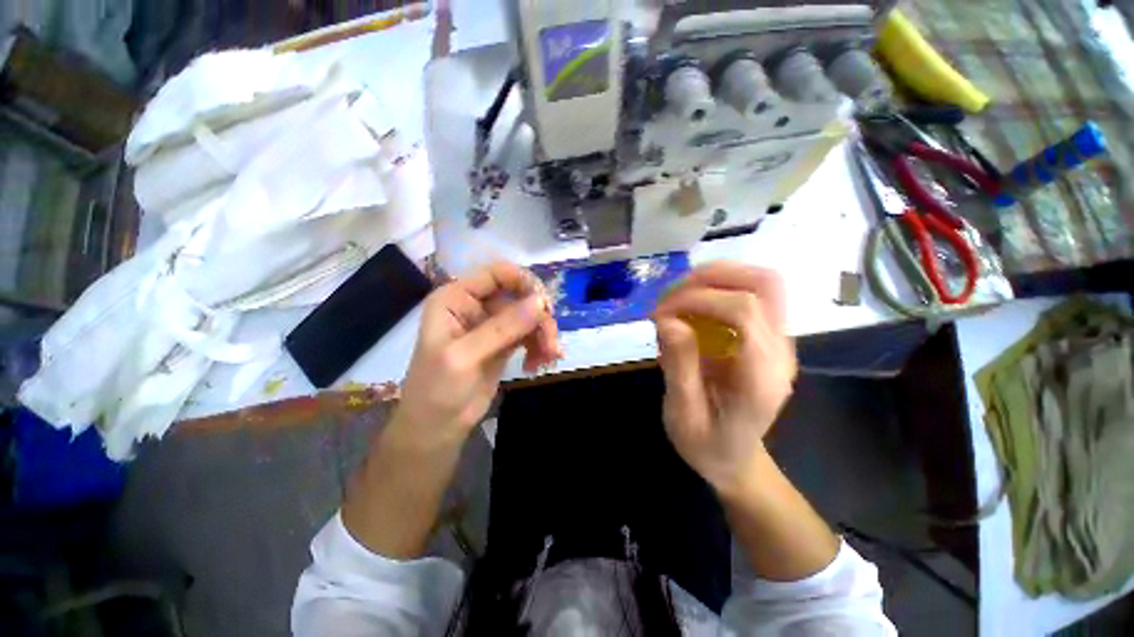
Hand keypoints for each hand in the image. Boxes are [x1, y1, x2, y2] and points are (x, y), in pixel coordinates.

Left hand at [397, 262, 561, 445]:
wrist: (436, 428)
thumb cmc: (437, 390)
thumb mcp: (465, 357)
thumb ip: (502, 328)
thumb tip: (541, 301)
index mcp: (456, 298)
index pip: (497, 274)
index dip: (525, 283)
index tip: (545, 306)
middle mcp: (475, 305)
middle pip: (520, 295)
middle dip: (539, 317)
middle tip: (551, 343)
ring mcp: (492, 325)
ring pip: (529, 316)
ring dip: (543, 334)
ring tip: (549, 357)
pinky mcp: (504, 343)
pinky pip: (530, 334)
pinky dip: (540, 346)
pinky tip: (539, 364)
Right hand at [653, 262, 797, 493]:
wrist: (736, 460)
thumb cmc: (707, 445)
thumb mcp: (683, 415)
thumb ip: (679, 367)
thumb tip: (668, 320)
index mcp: (762, 376)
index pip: (744, 310)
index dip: (698, 299)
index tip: (661, 312)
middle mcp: (781, 351)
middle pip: (764, 284)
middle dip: (710, 277)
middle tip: (670, 296)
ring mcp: (779, 342)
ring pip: (761, 282)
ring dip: (714, 279)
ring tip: (677, 297)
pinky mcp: (767, 337)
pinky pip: (750, 294)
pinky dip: (716, 289)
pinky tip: (690, 307)